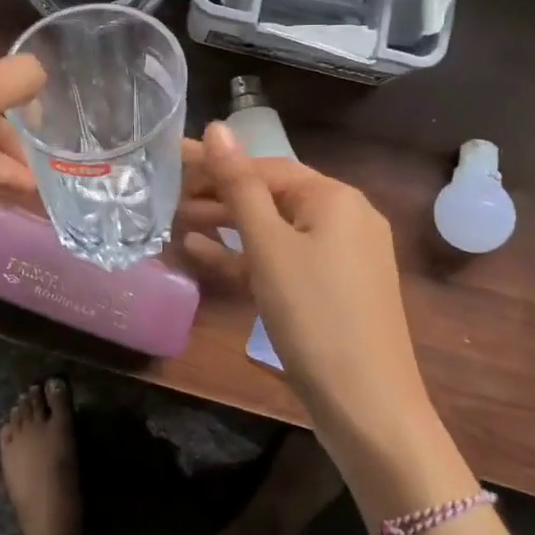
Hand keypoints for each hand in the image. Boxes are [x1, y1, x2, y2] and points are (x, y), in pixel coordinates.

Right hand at [182, 122, 431, 437]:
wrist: (368, 407)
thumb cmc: (314, 315)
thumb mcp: (269, 246)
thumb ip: (240, 186)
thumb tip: (217, 127)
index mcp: (335, 198)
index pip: (265, 166)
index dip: (216, 163)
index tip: (171, 161)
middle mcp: (344, 218)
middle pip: (271, 196)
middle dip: (220, 195)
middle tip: (167, 195)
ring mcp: (341, 257)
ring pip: (274, 230)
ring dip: (228, 226)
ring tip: (177, 221)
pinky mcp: (332, 290)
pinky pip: (284, 261)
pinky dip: (248, 257)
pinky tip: (203, 255)